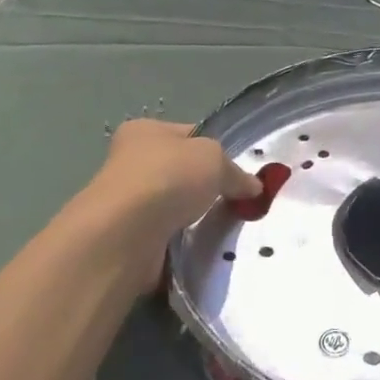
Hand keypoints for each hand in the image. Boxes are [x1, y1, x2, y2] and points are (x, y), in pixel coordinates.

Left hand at [69, 120, 259, 285]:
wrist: (127, 234)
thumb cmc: (169, 177)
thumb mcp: (214, 159)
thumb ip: (235, 172)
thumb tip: (252, 187)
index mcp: (144, 131)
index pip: (188, 134)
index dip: (214, 150)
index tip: (237, 172)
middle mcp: (130, 163)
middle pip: (181, 173)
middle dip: (205, 189)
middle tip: (235, 201)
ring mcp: (127, 204)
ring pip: (175, 208)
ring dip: (194, 219)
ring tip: (223, 227)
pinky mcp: (129, 240)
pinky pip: (167, 239)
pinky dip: (183, 244)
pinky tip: (201, 248)